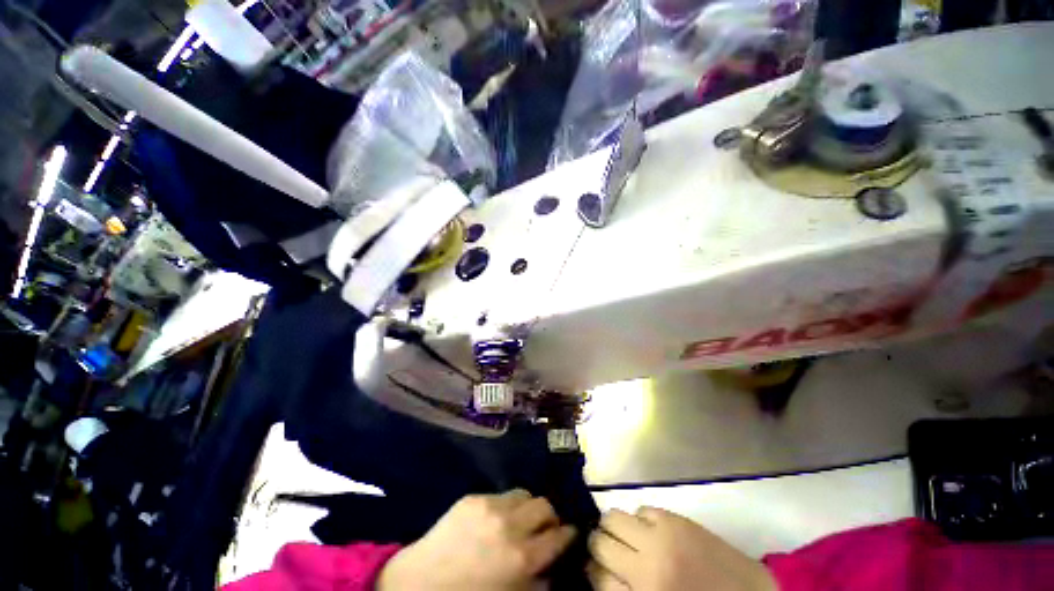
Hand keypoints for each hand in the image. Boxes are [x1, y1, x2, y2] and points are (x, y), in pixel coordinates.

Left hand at [378, 489, 576, 590]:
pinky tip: (496, 518)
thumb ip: (536, 583)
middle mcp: (510, 525)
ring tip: (521, 518)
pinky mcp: (474, 497)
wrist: (419, 584)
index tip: (569, 534)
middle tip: (544, 527)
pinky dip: (506, 505)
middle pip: (545, 505)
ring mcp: (490, 506)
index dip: (568, 534)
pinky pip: (501, 494)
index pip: (560, 536)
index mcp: (522, 557)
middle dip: (550, 517)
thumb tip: (552, 566)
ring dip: (528, 506)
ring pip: (525, 493)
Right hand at [587, 507, 775, 590]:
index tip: (596, 568)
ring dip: (614, 527)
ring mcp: (661, 538)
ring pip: (614, 517)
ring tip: (625, 536)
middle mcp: (647, 566)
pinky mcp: (676, 520)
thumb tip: (598, 571)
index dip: (593, 571)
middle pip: (600, 542)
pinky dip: (640, 519)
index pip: (596, 577)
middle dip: (598, 545)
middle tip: (608, 550)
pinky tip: (650, 531)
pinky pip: (642, 508)